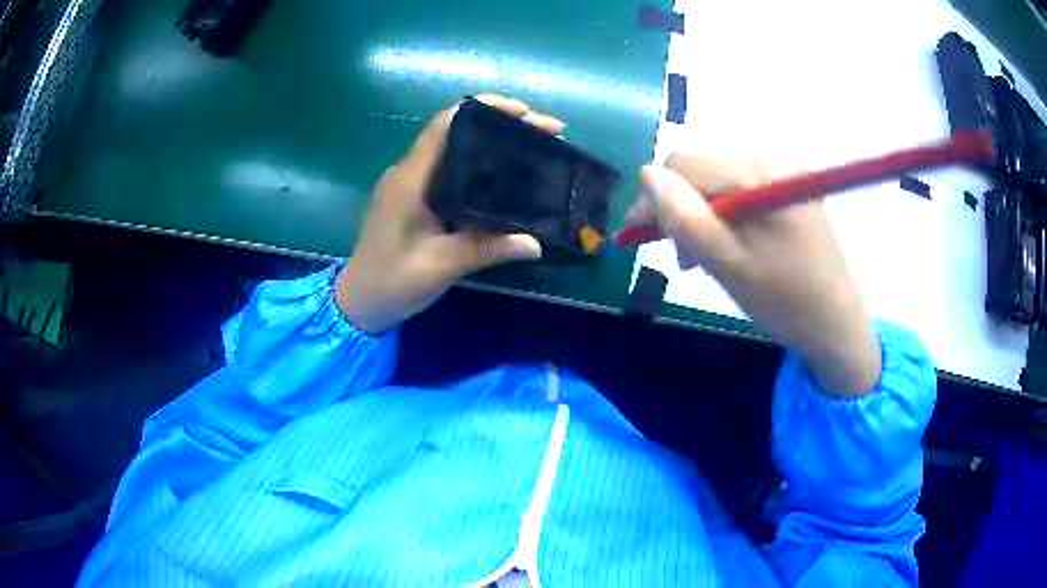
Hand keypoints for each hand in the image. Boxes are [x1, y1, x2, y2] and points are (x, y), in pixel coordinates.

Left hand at [335, 95, 563, 334]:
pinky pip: (452, 172)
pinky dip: (482, 168)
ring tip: (535, 151)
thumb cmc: (390, 282)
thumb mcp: (439, 266)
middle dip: (501, 126)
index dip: (485, 109)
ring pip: (456, 151)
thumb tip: (535, 243)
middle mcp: (410, 173)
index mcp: (410, 179)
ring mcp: (411, 185)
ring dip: (493, 146)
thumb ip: (486, 249)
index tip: (525, 113)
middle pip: (456, 132)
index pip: (445, 124)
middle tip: (545, 134)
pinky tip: (508, 180)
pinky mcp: (416, 199)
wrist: (358, 303)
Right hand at [630, 156, 880, 397]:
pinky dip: (727, 212)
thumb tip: (647, 175)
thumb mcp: (727, 264)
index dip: (654, 198)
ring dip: (703, 214)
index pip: (682, 166)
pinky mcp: (792, 183)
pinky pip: (742, 186)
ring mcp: (785, 168)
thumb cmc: (783, 300)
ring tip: (706, 257)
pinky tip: (732, 242)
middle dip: (682, 209)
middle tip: (683, 259)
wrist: (836, 320)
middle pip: (702, 171)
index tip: (639, 236)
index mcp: (756, 175)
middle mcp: (771, 158)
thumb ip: (685, 217)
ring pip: (719, 180)